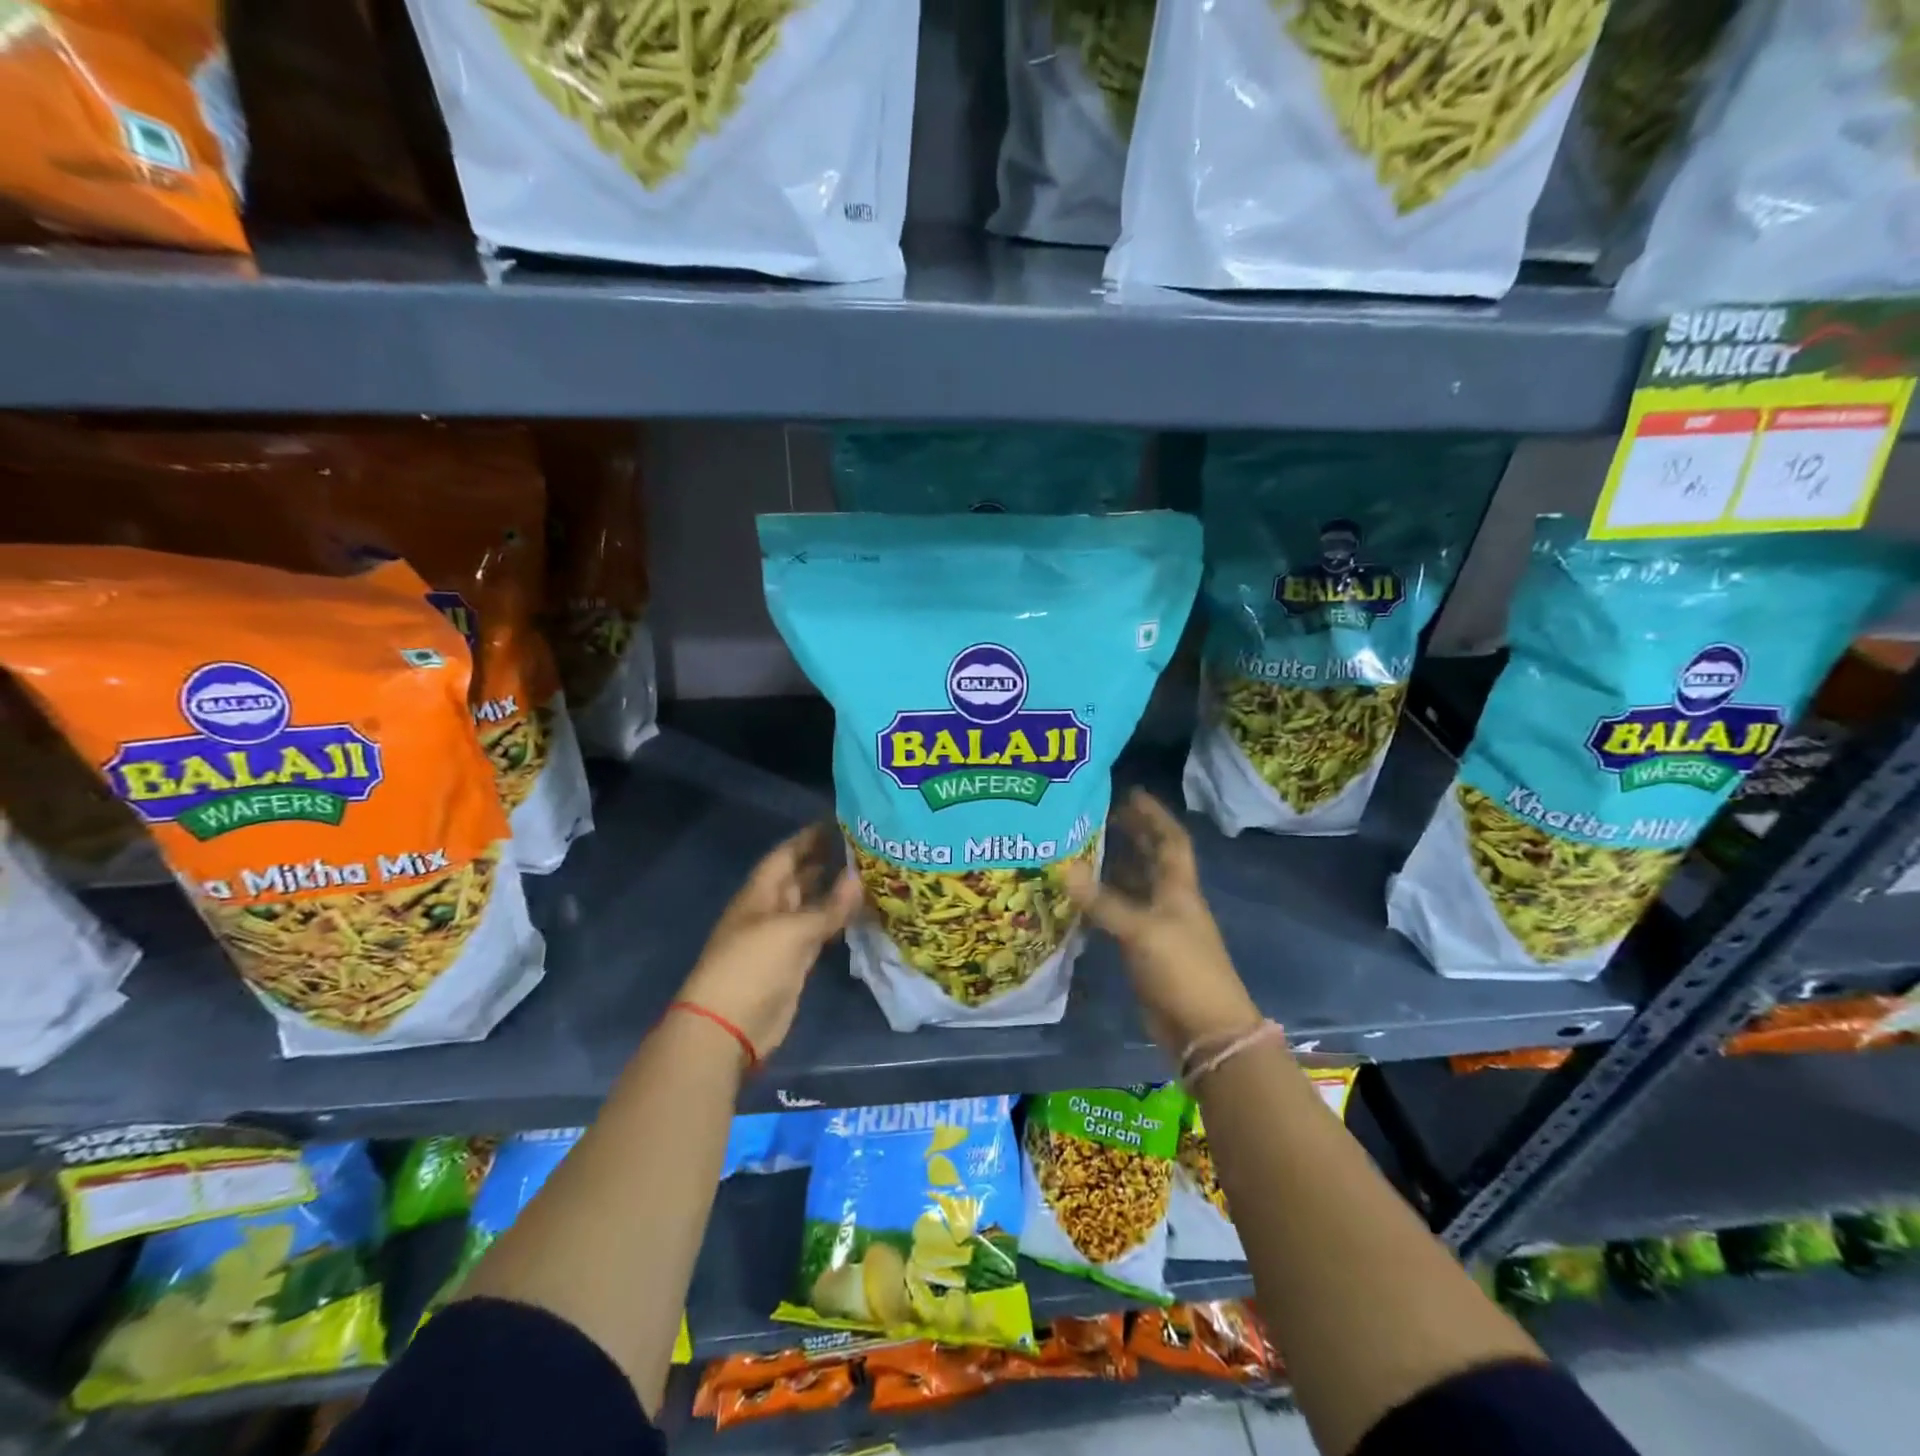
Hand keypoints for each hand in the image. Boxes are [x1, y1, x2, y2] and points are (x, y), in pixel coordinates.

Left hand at [674, 823, 861, 1064]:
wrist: (728, 1027)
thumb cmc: (752, 966)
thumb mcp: (792, 931)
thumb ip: (828, 906)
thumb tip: (859, 878)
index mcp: (760, 893)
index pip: (786, 854)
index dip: (810, 837)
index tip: (840, 820)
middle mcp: (770, 909)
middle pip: (800, 877)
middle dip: (827, 860)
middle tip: (866, 844)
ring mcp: (782, 937)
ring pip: (812, 905)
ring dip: (835, 891)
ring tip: (871, 872)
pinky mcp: (795, 962)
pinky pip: (819, 932)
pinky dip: (837, 920)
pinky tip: (861, 910)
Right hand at [1065, 789, 1261, 1054]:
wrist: (1205, 1032)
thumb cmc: (1183, 971)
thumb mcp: (1142, 931)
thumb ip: (1103, 902)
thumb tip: (1064, 867)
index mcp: (1179, 889)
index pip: (1171, 840)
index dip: (1154, 815)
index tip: (1131, 792)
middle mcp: (1170, 902)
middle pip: (1152, 859)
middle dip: (1131, 834)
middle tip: (1099, 814)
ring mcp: (1158, 928)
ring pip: (1134, 887)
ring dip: (1113, 867)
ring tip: (1081, 848)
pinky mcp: (1144, 953)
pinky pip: (1120, 917)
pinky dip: (1102, 904)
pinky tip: (1079, 897)